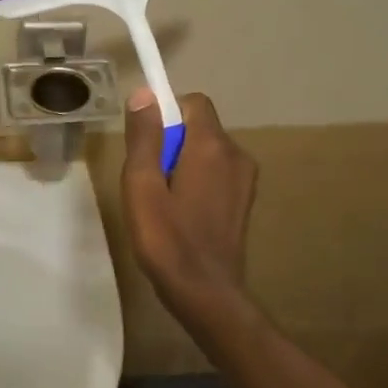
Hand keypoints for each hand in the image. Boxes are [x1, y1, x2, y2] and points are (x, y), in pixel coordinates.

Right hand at [121, 89, 257, 319]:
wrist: (206, 293)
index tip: (146, 145)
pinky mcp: (244, 200)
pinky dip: (197, 180)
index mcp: (211, 146)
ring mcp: (245, 179)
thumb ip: (144, 137)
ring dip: (183, 163)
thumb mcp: (142, 185)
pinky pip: (216, 172)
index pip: (192, 102)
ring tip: (164, 202)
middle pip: (198, 126)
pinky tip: (182, 214)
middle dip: (171, 142)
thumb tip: (145, 93)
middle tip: (150, 182)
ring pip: (206, 151)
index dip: (165, 114)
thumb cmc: (167, 239)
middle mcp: (236, 154)